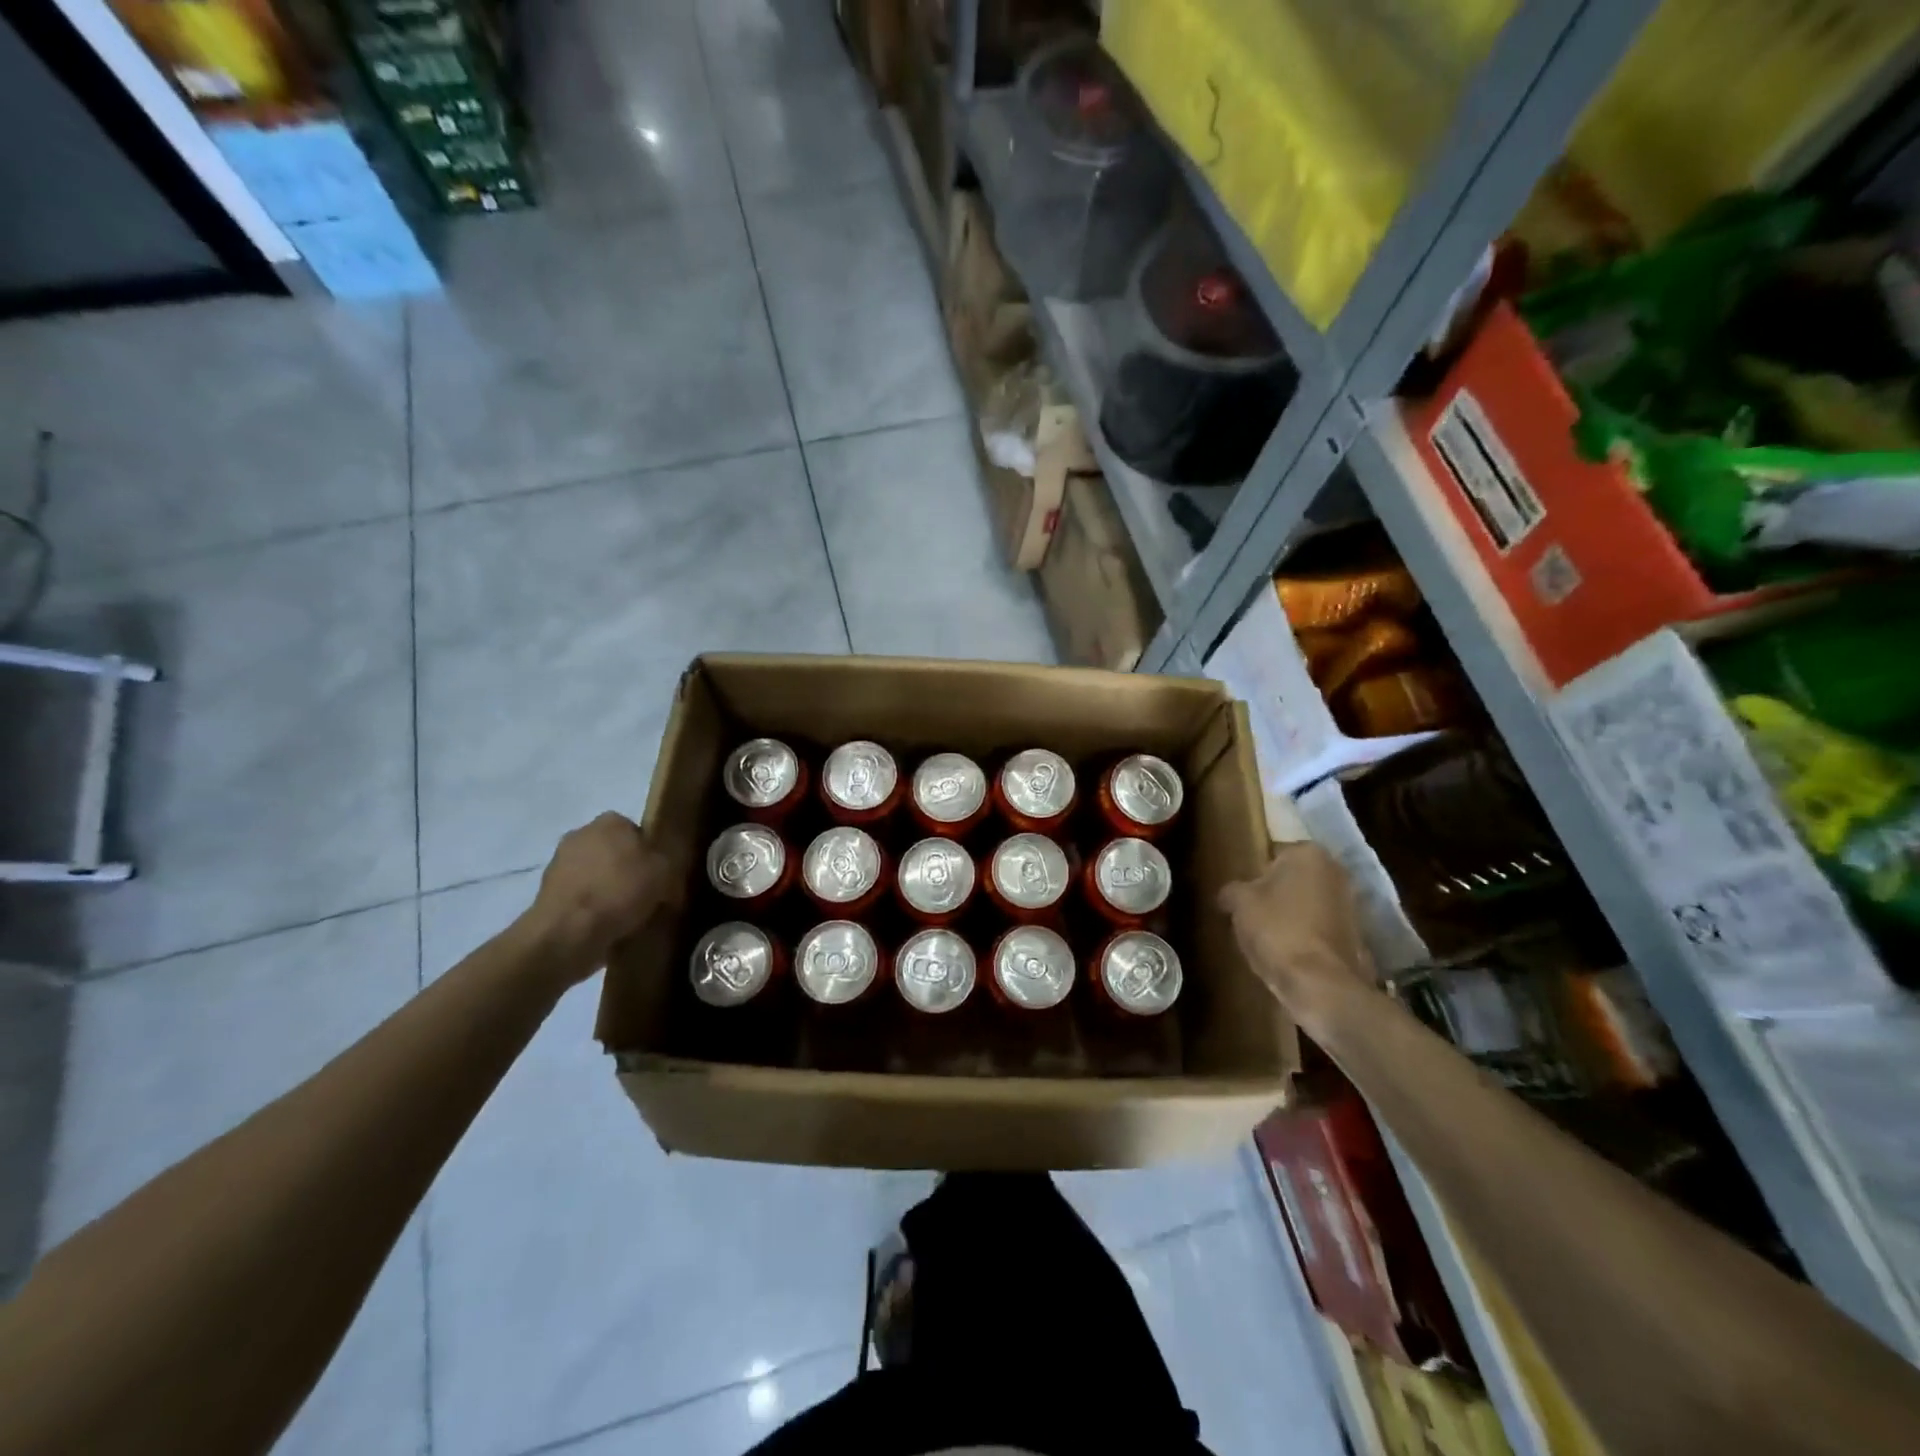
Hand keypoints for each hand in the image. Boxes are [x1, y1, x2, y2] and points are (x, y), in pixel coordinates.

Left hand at [524, 813, 670, 982]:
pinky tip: (605, 926)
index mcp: (610, 821)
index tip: (660, 876)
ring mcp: (559, 863)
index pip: (638, 831)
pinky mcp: (546, 893)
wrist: (568, 931)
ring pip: (596, 875)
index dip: (651, 853)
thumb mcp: (665, 872)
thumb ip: (668, 863)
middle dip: (627, 870)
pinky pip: (581, 897)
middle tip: (646, 895)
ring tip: (627, 916)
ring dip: (608, 890)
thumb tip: (665, 870)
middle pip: (614, 852)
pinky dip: (591, 908)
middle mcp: (581, 834)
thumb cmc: (620, 891)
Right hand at [1218, 842, 1377, 1035]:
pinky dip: (1305, 934)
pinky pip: (1319, 927)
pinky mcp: (1356, 936)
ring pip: (1308, 903)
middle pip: (1293, 877)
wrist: (1320, 984)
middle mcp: (1336, 871)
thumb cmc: (1277, 929)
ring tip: (1265, 934)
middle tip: (1249, 911)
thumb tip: (1228, 894)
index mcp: (1308, 853)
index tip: (1240, 892)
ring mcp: (1351, 904)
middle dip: (1275, 891)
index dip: (1253, 872)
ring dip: (1291, 913)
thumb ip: (1231, 890)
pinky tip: (1285, 950)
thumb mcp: (1239, 903)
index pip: (1273, 853)